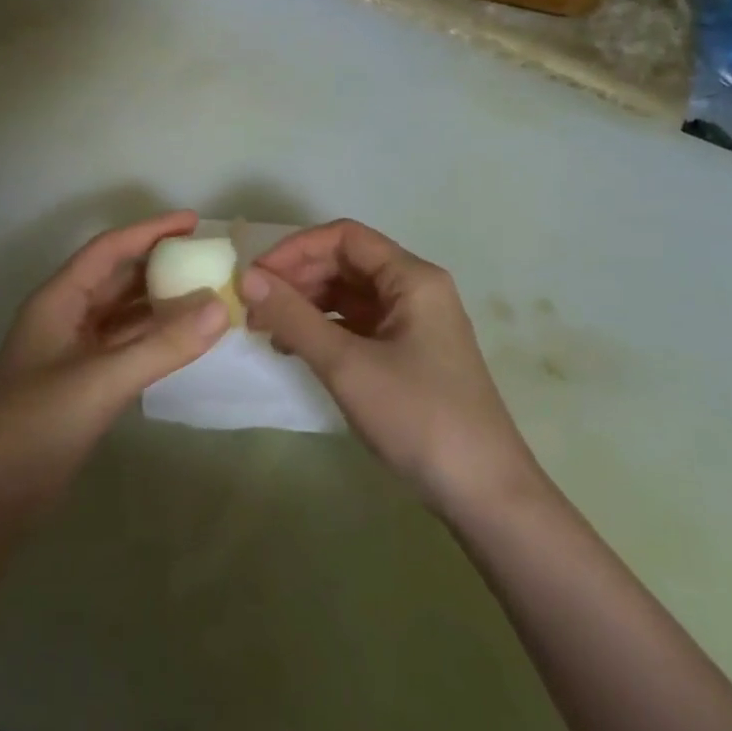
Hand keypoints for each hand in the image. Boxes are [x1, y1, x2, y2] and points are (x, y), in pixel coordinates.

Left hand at [0, 211, 229, 518]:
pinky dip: (155, 341)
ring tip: (210, 296)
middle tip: (211, 260)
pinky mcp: (82, 385)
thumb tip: (221, 307)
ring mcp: (73, 353)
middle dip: (162, 266)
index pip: (109, 250)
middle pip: (118, 278)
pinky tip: (186, 342)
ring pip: (124, 315)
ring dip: (162, 305)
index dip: (151, 231)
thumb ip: (162, 345)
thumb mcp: (101, 381)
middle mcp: (66, 317)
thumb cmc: (33, 425)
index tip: (194, 221)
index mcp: (58, 300)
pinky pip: (126, 348)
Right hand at [241, 220, 538, 511]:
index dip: (295, 249)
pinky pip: (357, 324)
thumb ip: (293, 317)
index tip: (256, 276)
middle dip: (297, 278)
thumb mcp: (346, 364)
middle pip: (346, 262)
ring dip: (306, 304)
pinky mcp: (408, 353)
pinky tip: (294, 348)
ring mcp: (413, 323)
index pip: (344, 237)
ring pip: (349, 294)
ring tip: (265, 328)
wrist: (484, 492)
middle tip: (253, 305)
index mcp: (412, 278)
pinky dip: (323, 329)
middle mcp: (415, 290)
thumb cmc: (417, 416)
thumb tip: (247, 279)